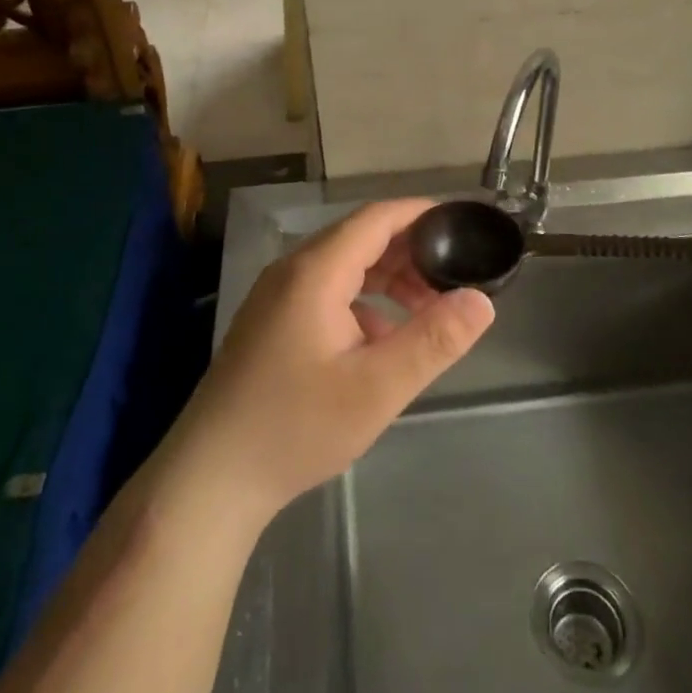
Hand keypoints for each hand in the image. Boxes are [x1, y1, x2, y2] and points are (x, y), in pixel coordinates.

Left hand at [169, 198, 494, 522]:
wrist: (210, 478)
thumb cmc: (296, 427)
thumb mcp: (377, 388)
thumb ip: (433, 341)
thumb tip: (482, 301)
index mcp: (316, 272)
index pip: (376, 218)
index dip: (420, 214)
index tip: (461, 224)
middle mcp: (293, 271)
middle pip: (360, 240)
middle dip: (411, 252)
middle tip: (454, 276)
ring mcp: (277, 297)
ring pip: (344, 268)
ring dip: (388, 280)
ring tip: (428, 310)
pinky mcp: (271, 323)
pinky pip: (327, 293)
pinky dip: (363, 303)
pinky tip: (383, 341)